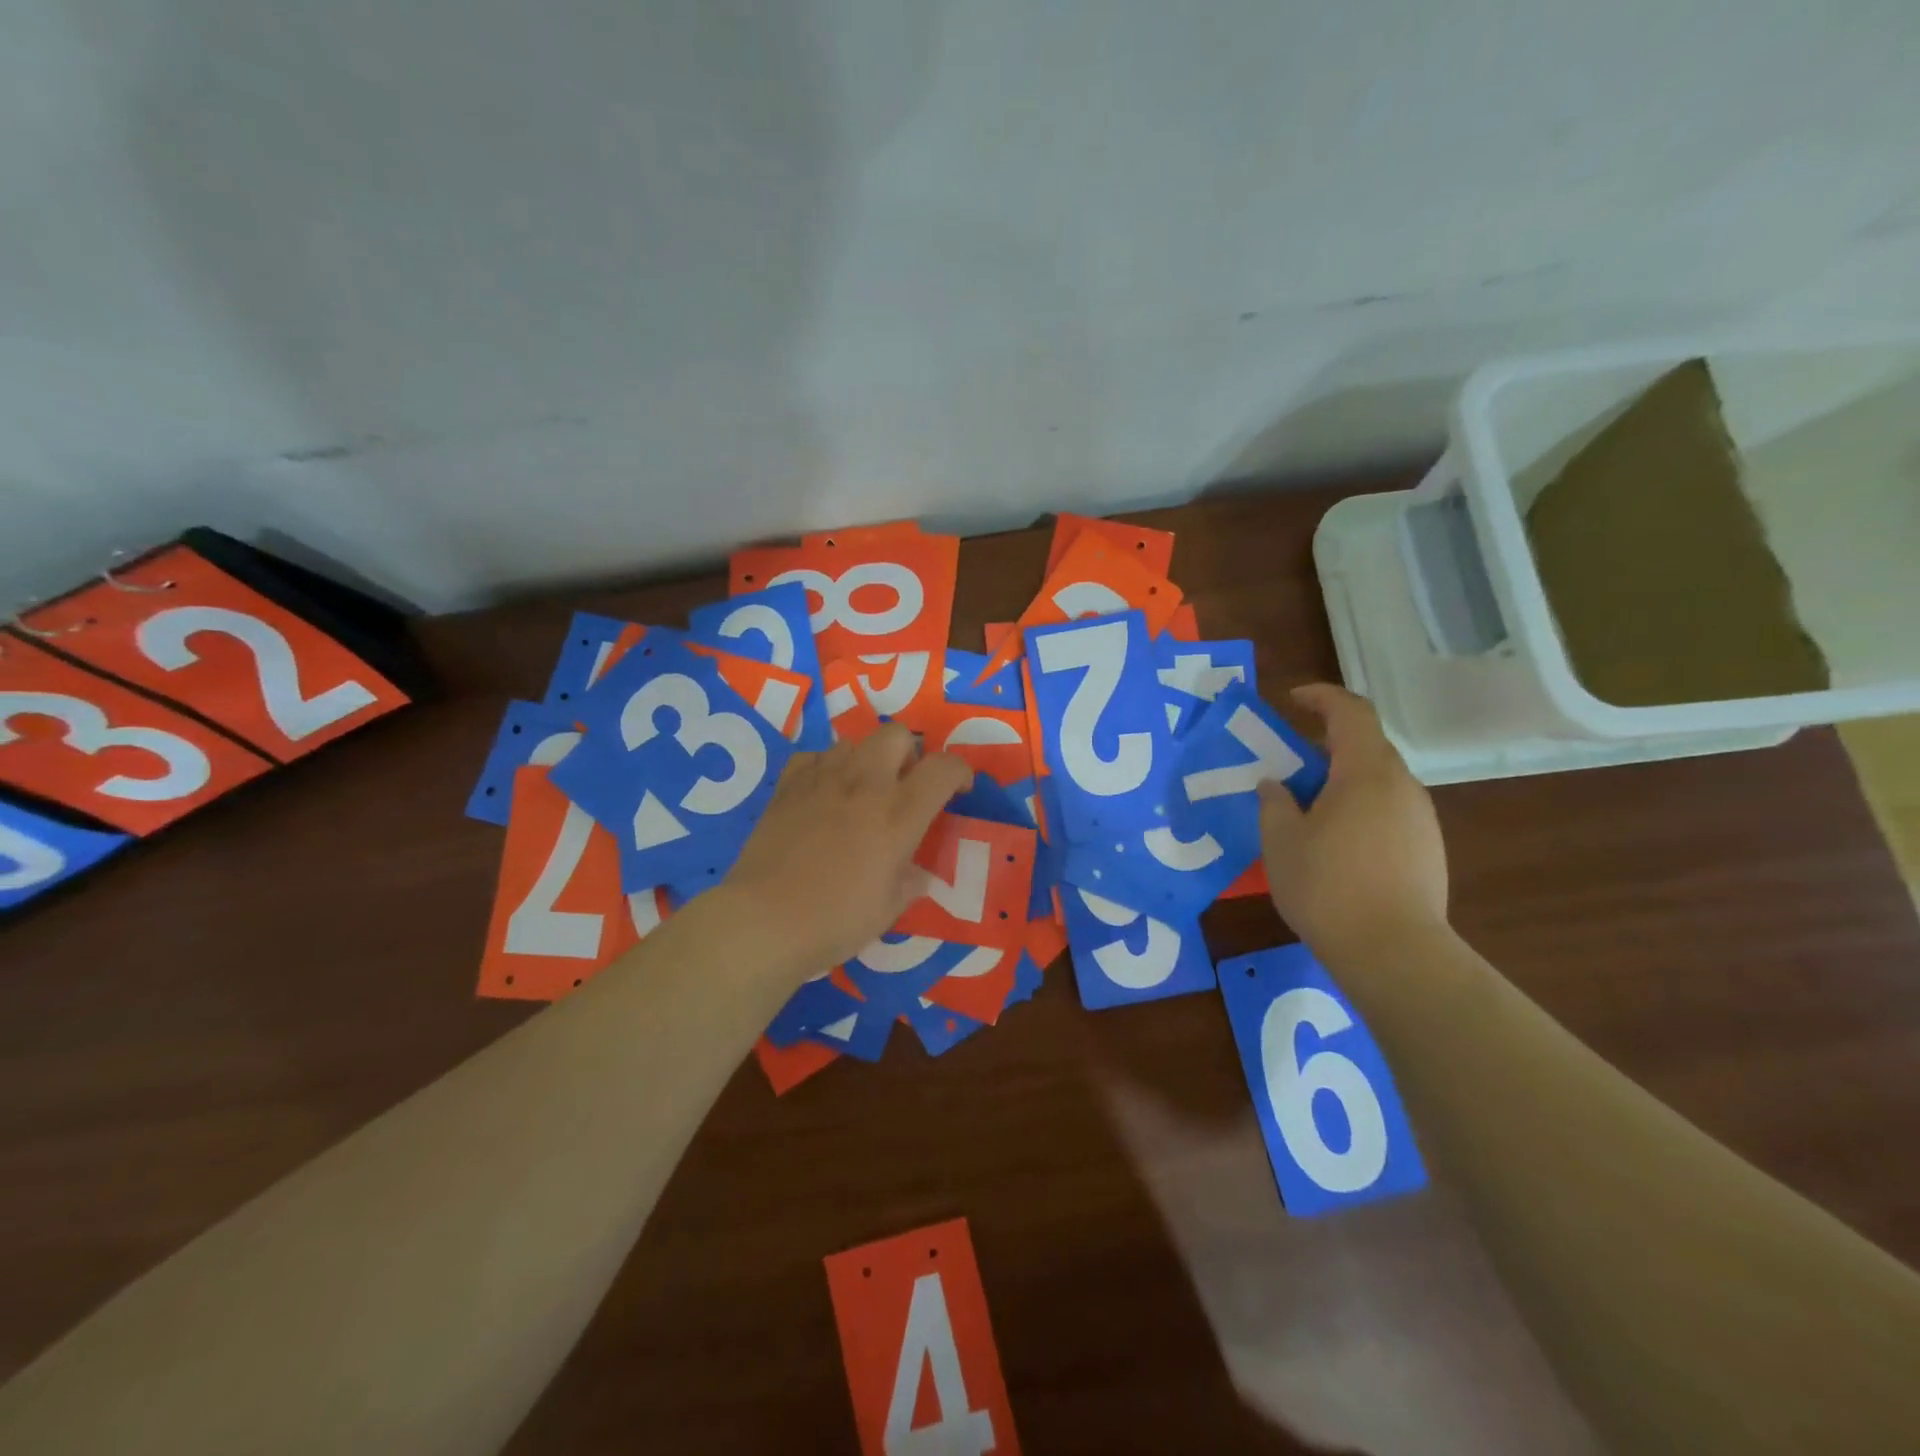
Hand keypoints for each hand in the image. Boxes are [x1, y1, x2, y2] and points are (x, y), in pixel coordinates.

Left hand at [721, 724, 973, 979]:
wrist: (764, 921)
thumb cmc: (835, 921)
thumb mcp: (888, 909)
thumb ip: (910, 882)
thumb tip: (917, 873)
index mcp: (899, 813)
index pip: (943, 767)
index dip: (959, 772)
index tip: (958, 791)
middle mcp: (864, 784)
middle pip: (897, 734)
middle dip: (910, 753)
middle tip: (906, 785)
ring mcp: (822, 780)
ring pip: (854, 741)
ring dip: (868, 759)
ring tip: (862, 791)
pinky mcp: (787, 786)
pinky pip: (814, 756)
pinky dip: (826, 767)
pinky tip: (824, 792)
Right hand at [1260, 684, 1447, 960]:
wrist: (1394, 952)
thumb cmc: (1327, 887)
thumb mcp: (1281, 841)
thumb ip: (1274, 803)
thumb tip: (1275, 785)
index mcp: (1365, 772)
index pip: (1350, 712)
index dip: (1321, 697)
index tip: (1291, 700)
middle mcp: (1401, 785)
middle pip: (1365, 745)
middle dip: (1325, 745)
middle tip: (1288, 764)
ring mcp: (1420, 818)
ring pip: (1377, 780)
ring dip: (1341, 780)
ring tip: (1306, 809)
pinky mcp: (1427, 848)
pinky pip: (1388, 810)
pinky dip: (1359, 808)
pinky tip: (1335, 844)